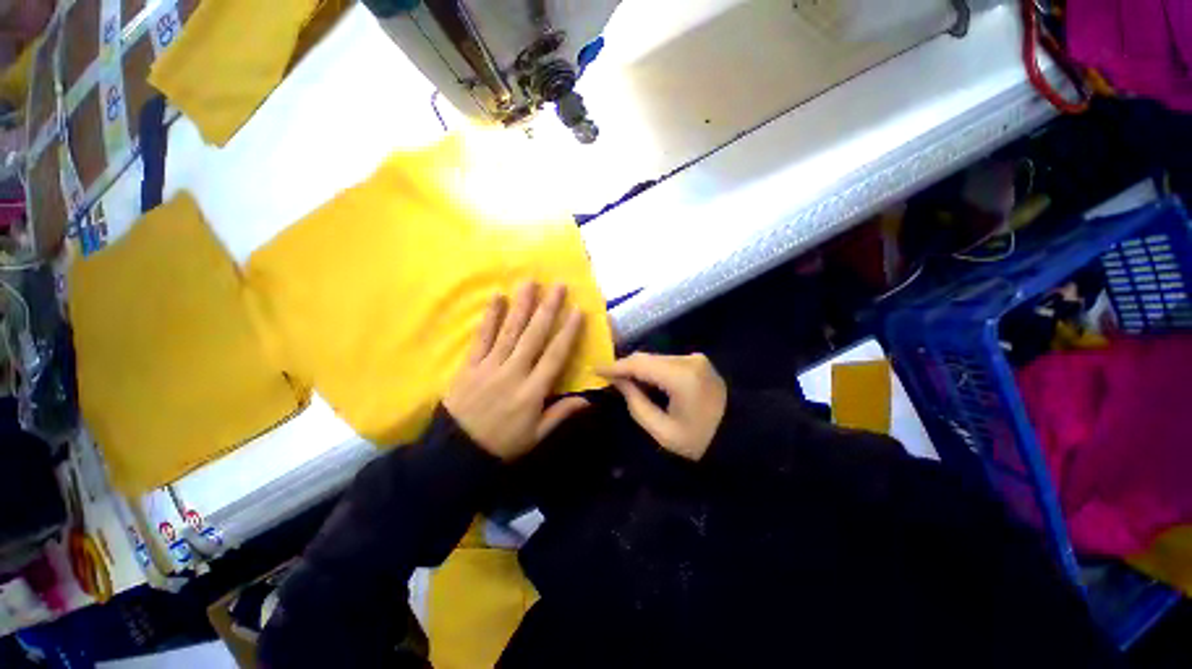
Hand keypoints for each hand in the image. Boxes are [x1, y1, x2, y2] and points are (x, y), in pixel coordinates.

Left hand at [444, 283, 589, 460]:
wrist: (456, 452)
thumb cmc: (502, 443)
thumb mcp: (536, 435)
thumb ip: (561, 414)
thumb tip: (589, 399)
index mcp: (532, 391)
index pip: (555, 355)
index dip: (568, 332)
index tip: (577, 310)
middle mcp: (514, 373)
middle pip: (534, 336)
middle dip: (548, 309)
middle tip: (558, 285)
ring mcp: (490, 366)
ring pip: (509, 331)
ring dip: (521, 305)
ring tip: (530, 282)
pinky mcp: (470, 365)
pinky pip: (481, 337)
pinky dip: (490, 317)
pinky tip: (497, 298)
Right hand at [598, 353, 726, 461]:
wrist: (741, 435)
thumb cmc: (700, 441)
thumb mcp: (662, 431)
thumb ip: (636, 403)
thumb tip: (619, 382)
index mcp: (681, 377)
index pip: (639, 364)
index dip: (615, 366)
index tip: (595, 369)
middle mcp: (688, 360)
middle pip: (646, 357)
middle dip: (625, 367)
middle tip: (606, 377)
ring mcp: (695, 358)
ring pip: (655, 358)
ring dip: (638, 368)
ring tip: (622, 380)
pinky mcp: (698, 360)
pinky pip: (666, 361)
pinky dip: (652, 369)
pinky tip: (643, 380)